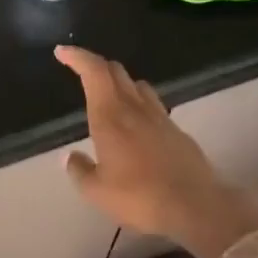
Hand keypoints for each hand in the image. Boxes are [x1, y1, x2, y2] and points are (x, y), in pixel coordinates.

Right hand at [54, 45, 257, 257]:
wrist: (195, 205)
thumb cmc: (139, 197)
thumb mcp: (97, 191)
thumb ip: (79, 171)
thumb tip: (70, 157)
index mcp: (110, 116)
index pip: (94, 72)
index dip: (77, 57)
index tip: (62, 52)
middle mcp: (135, 108)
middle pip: (116, 72)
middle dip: (96, 66)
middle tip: (81, 72)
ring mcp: (160, 117)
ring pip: (137, 85)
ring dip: (120, 82)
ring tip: (108, 96)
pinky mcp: (176, 131)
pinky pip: (153, 105)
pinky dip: (138, 103)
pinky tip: (135, 124)